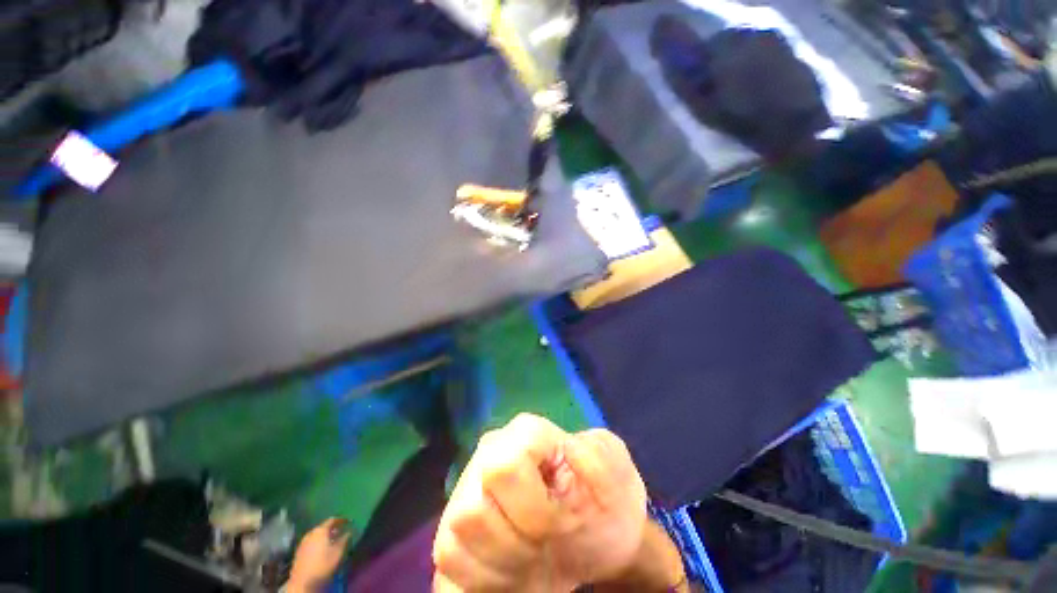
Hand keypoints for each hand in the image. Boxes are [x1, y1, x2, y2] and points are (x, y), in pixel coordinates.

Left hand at [288, 517, 351, 591]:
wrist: (303, 582)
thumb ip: (344, 539)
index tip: (348, 521)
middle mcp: (310, 533)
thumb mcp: (338, 552)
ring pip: (316, 535)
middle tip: (341, 531)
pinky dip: (318, 542)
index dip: (341, 520)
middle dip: (332, 528)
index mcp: (320, 530)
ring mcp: (303, 542)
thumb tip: (349, 532)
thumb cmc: (323, 564)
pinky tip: (322, 549)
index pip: (332, 520)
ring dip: (325, 536)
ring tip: (332, 540)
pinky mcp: (299, 551)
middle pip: (323, 527)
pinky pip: (311, 542)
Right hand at [432, 413, 661, 591]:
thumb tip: (568, 451)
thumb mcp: (617, 472)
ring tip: (534, 560)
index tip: (566, 521)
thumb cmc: (606, 498)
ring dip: (501, 567)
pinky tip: (513, 573)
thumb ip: (599, 458)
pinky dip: (483, 583)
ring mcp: (466, 492)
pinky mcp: (455, 530)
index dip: (535, 508)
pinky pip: (449, 565)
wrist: (597, 531)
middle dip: (516, 544)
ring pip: (456, 540)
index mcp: (524, 433)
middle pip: (472, 511)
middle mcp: (488, 455)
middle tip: (547, 546)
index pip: (505, 467)